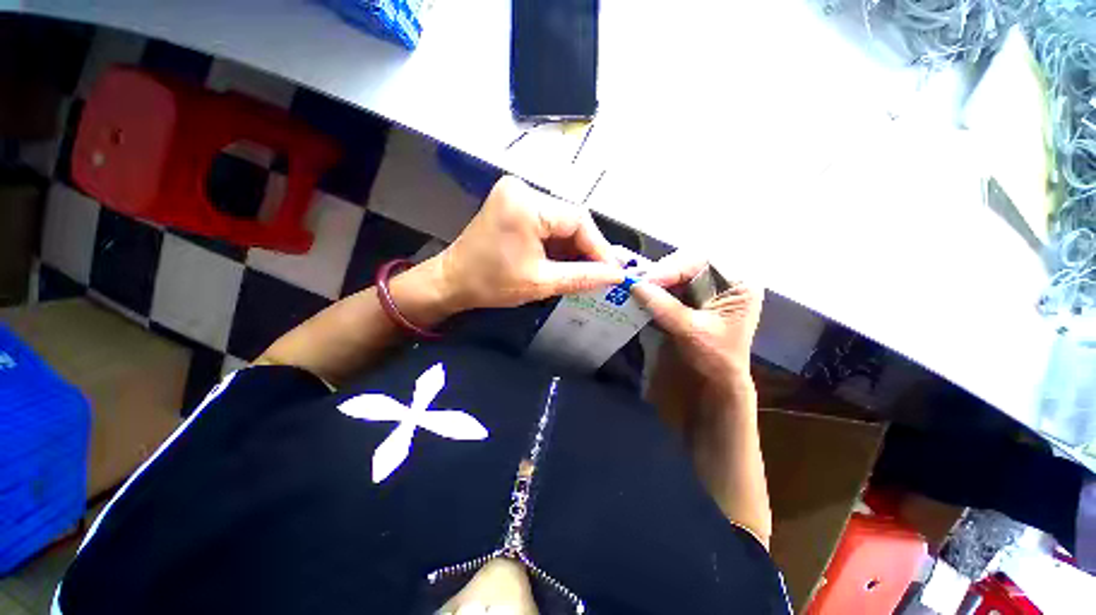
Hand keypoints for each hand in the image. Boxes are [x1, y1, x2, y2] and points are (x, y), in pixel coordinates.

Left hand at [434, 176, 624, 311]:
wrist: (452, 281)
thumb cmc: (491, 284)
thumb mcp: (541, 282)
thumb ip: (583, 276)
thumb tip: (616, 275)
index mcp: (527, 205)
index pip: (578, 220)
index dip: (599, 247)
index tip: (612, 271)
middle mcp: (522, 189)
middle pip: (569, 218)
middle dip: (586, 248)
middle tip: (600, 273)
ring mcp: (516, 194)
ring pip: (560, 220)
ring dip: (573, 246)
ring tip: (584, 270)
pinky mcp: (513, 203)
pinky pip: (546, 221)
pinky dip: (557, 242)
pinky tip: (564, 260)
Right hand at [633, 252, 763, 392]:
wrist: (718, 382)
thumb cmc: (716, 358)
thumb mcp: (692, 332)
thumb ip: (665, 307)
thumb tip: (635, 286)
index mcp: (738, 283)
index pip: (703, 262)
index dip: (672, 268)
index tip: (647, 281)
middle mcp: (724, 278)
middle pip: (687, 263)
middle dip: (662, 273)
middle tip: (639, 284)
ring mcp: (707, 287)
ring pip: (675, 273)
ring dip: (655, 281)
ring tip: (636, 289)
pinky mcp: (692, 297)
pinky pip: (670, 286)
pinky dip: (654, 290)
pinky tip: (642, 295)